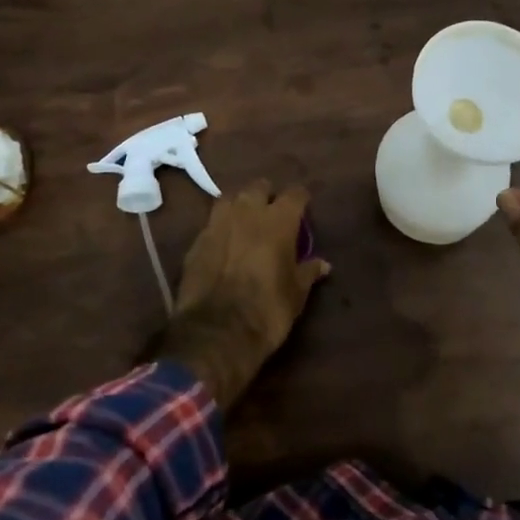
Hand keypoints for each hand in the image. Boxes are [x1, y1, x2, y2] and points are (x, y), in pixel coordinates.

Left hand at [151, 181, 330, 410]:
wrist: (217, 332)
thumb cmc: (267, 310)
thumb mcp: (296, 294)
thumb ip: (308, 272)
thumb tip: (323, 264)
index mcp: (278, 221)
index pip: (295, 194)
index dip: (300, 199)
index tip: (304, 207)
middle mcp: (247, 213)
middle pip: (259, 187)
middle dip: (267, 195)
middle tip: (272, 212)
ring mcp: (217, 224)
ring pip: (230, 198)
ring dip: (240, 204)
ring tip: (245, 220)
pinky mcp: (196, 241)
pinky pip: (211, 223)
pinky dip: (220, 227)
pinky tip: (224, 242)